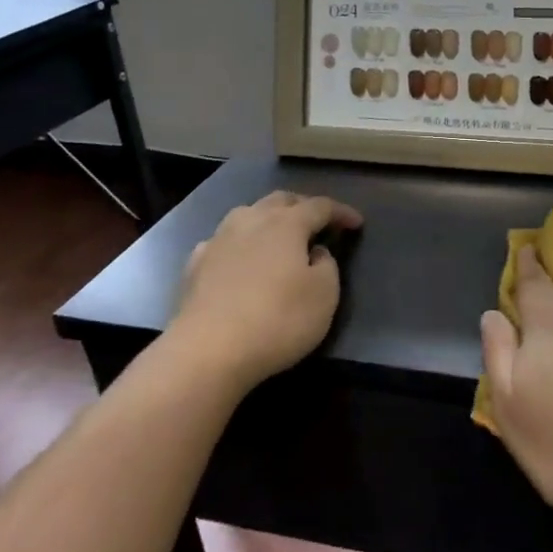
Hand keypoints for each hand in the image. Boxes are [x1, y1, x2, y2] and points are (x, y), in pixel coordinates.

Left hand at [167, 191, 361, 391]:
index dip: (341, 212)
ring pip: (247, 214)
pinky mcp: (195, 265)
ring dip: (268, 219)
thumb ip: (327, 265)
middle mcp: (250, 221)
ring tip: (279, 236)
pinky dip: (240, 244)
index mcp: (286, 224)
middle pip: (280, 201)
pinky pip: (223, 241)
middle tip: (318, 222)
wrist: (208, 351)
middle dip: (302, 206)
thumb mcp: (325, 295)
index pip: (320, 206)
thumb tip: (315, 252)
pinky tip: (240, 259)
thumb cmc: (278, 320)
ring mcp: (218, 241)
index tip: (357, 223)